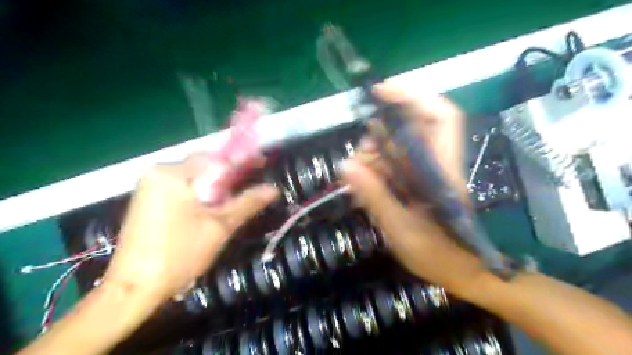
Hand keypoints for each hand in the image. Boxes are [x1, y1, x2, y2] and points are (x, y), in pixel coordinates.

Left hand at [104, 154, 276, 304]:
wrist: (134, 289)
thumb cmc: (180, 254)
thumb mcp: (220, 227)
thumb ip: (248, 203)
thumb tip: (274, 189)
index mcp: (173, 173)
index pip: (215, 158)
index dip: (241, 162)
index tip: (262, 164)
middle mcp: (157, 172)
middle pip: (203, 167)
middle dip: (227, 177)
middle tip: (247, 190)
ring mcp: (149, 186)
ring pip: (194, 179)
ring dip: (214, 187)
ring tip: (229, 204)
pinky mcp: (147, 200)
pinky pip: (181, 188)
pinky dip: (199, 195)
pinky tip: (208, 210)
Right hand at [344, 83, 482, 295]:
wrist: (461, 271)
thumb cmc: (438, 253)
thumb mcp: (401, 229)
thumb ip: (376, 197)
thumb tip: (346, 165)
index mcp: (441, 169)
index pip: (439, 117)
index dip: (413, 96)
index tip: (381, 91)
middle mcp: (436, 162)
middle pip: (410, 127)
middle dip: (380, 135)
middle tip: (361, 161)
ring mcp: (426, 170)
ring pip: (398, 145)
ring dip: (374, 155)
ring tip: (360, 178)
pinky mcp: (418, 179)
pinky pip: (393, 162)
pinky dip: (376, 168)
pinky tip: (366, 185)